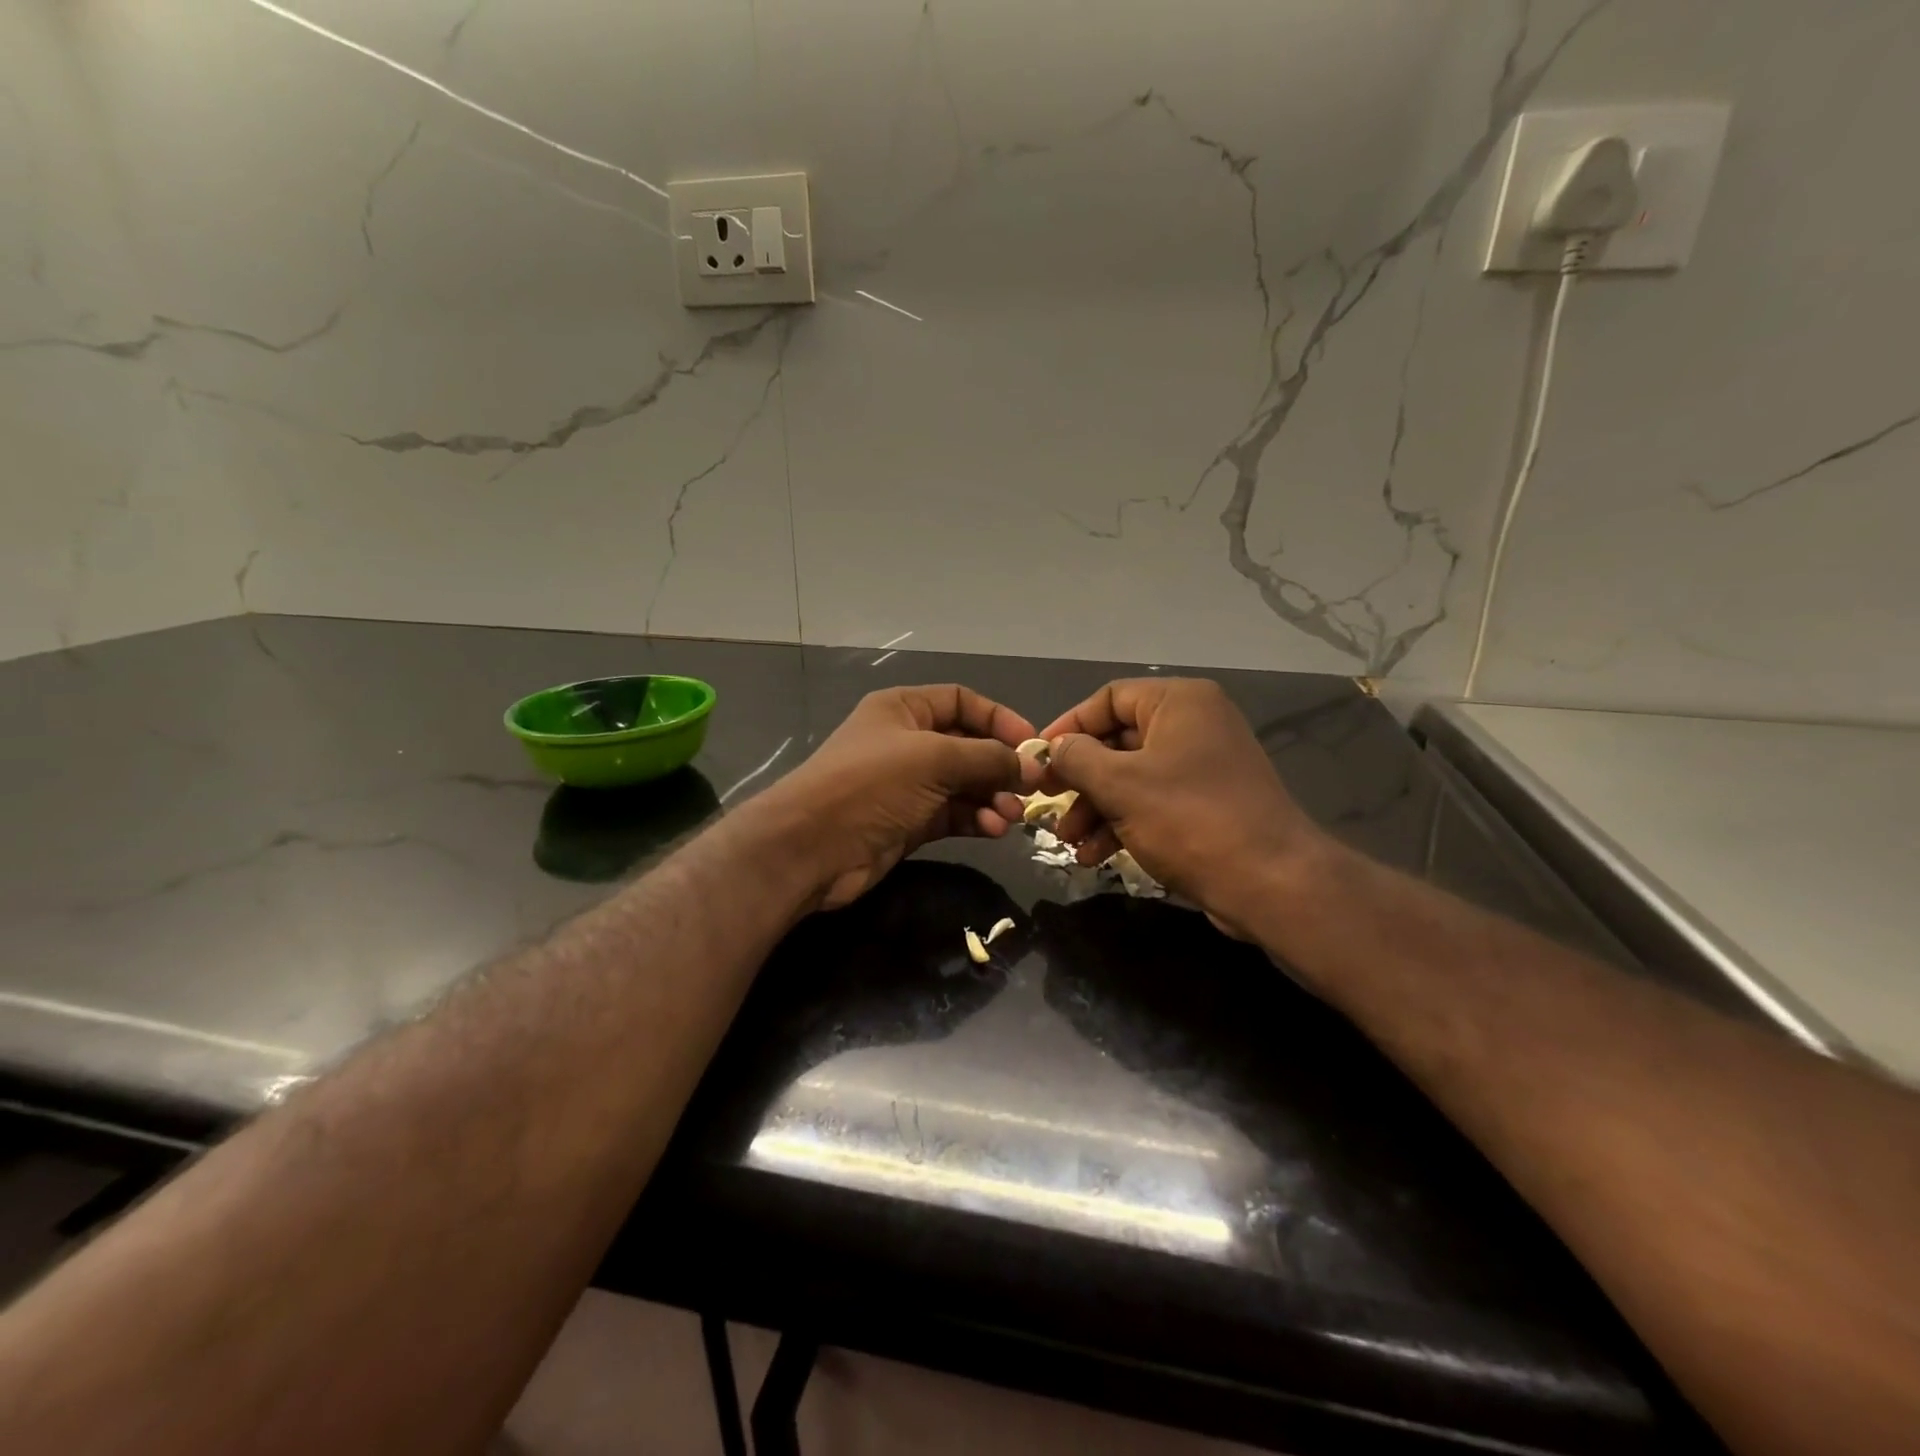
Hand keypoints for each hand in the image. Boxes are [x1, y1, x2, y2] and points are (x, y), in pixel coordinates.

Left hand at [751, 685, 1042, 909]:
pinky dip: (976, 819)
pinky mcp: (908, 823)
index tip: (1031, 744)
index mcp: (904, 710)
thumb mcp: (934, 759)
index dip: (998, 718)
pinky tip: (993, 829)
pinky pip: (953, 814)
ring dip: (992, 797)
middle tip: (1032, 788)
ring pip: (963, 784)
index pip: (961, 702)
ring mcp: (907, 785)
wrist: (812, 847)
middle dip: (999, 766)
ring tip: (1011, 815)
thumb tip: (1031, 765)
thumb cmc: (871, 784)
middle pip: (967, 746)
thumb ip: (987, 758)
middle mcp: (906, 743)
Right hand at [1038, 678, 1329, 933]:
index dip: (1068, 727)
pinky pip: (1153, 802)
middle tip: (1048, 804)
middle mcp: (1194, 725)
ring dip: (1095, 808)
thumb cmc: (1189, 819)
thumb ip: (1077, 758)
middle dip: (1079, 778)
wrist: (1271, 882)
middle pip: (1118, 741)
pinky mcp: (1208, 804)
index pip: (1108, 699)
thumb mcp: (1120, 784)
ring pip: (1132, 777)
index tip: (1037, 760)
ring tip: (1069, 841)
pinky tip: (1095, 856)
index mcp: (1179, 703)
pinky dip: (1122, 823)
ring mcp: (1204, 766)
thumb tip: (1053, 748)